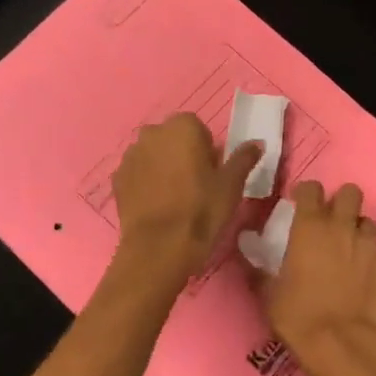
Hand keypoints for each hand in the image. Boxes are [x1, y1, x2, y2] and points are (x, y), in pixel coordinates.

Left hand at [112, 114, 261, 282]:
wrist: (158, 249)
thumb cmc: (201, 210)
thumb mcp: (231, 185)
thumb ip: (244, 158)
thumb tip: (258, 143)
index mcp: (182, 126)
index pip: (197, 128)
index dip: (206, 150)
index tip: (212, 173)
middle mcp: (152, 133)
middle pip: (172, 138)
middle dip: (182, 154)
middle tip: (196, 185)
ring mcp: (130, 155)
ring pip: (152, 155)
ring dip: (162, 167)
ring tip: (175, 197)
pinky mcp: (117, 179)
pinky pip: (137, 173)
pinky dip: (145, 183)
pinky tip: (156, 206)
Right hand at [264, 180, 375, 375]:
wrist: (345, 346)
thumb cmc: (300, 316)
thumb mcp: (269, 295)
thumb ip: (258, 268)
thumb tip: (245, 249)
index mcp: (310, 227)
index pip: (312, 188)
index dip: (306, 194)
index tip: (300, 205)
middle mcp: (342, 227)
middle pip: (350, 192)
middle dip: (341, 202)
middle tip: (330, 222)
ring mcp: (368, 245)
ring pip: (367, 221)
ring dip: (357, 229)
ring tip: (347, 249)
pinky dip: (370, 255)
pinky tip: (361, 275)